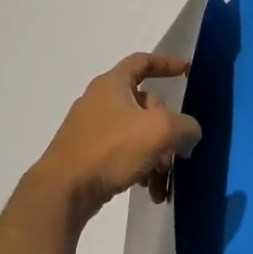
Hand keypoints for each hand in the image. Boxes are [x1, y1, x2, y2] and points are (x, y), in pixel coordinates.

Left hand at [34, 53, 203, 222]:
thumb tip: (189, 134)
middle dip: (168, 130)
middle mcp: (100, 101)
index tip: (186, 70)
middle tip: (178, 153)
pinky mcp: (87, 155)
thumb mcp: (160, 131)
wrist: (62, 191)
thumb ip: (185, 126)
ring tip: (163, 182)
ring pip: (137, 134)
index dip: (166, 63)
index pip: (142, 62)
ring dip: (157, 156)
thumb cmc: (111, 149)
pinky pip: (123, 154)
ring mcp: (92, 129)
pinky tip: (148, 190)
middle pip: (146, 106)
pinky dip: (140, 167)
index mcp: (112, 84)